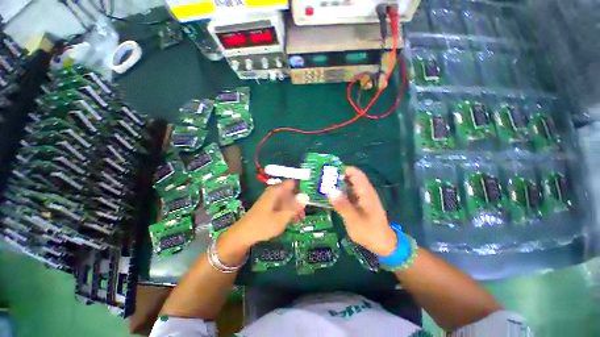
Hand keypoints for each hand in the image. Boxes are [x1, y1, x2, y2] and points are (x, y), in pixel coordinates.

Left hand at [232, 180, 304, 246]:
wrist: (243, 235)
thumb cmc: (262, 225)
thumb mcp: (281, 218)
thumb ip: (294, 207)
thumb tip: (306, 196)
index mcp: (276, 191)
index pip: (292, 183)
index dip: (301, 188)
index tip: (309, 198)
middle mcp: (274, 192)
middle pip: (291, 192)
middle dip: (298, 202)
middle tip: (303, 214)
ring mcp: (271, 199)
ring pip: (287, 199)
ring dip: (294, 208)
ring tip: (298, 220)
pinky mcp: (270, 206)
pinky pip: (282, 205)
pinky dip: (288, 211)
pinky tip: (291, 220)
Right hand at [328, 166, 396, 255]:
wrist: (382, 244)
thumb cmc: (370, 231)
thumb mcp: (354, 220)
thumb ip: (342, 206)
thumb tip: (330, 191)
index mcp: (365, 191)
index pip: (354, 172)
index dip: (341, 169)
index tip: (327, 172)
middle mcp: (363, 190)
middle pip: (349, 177)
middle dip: (335, 176)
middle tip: (320, 179)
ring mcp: (360, 196)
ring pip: (347, 185)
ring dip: (336, 184)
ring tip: (321, 186)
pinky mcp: (357, 202)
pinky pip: (347, 193)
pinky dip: (338, 192)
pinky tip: (328, 196)